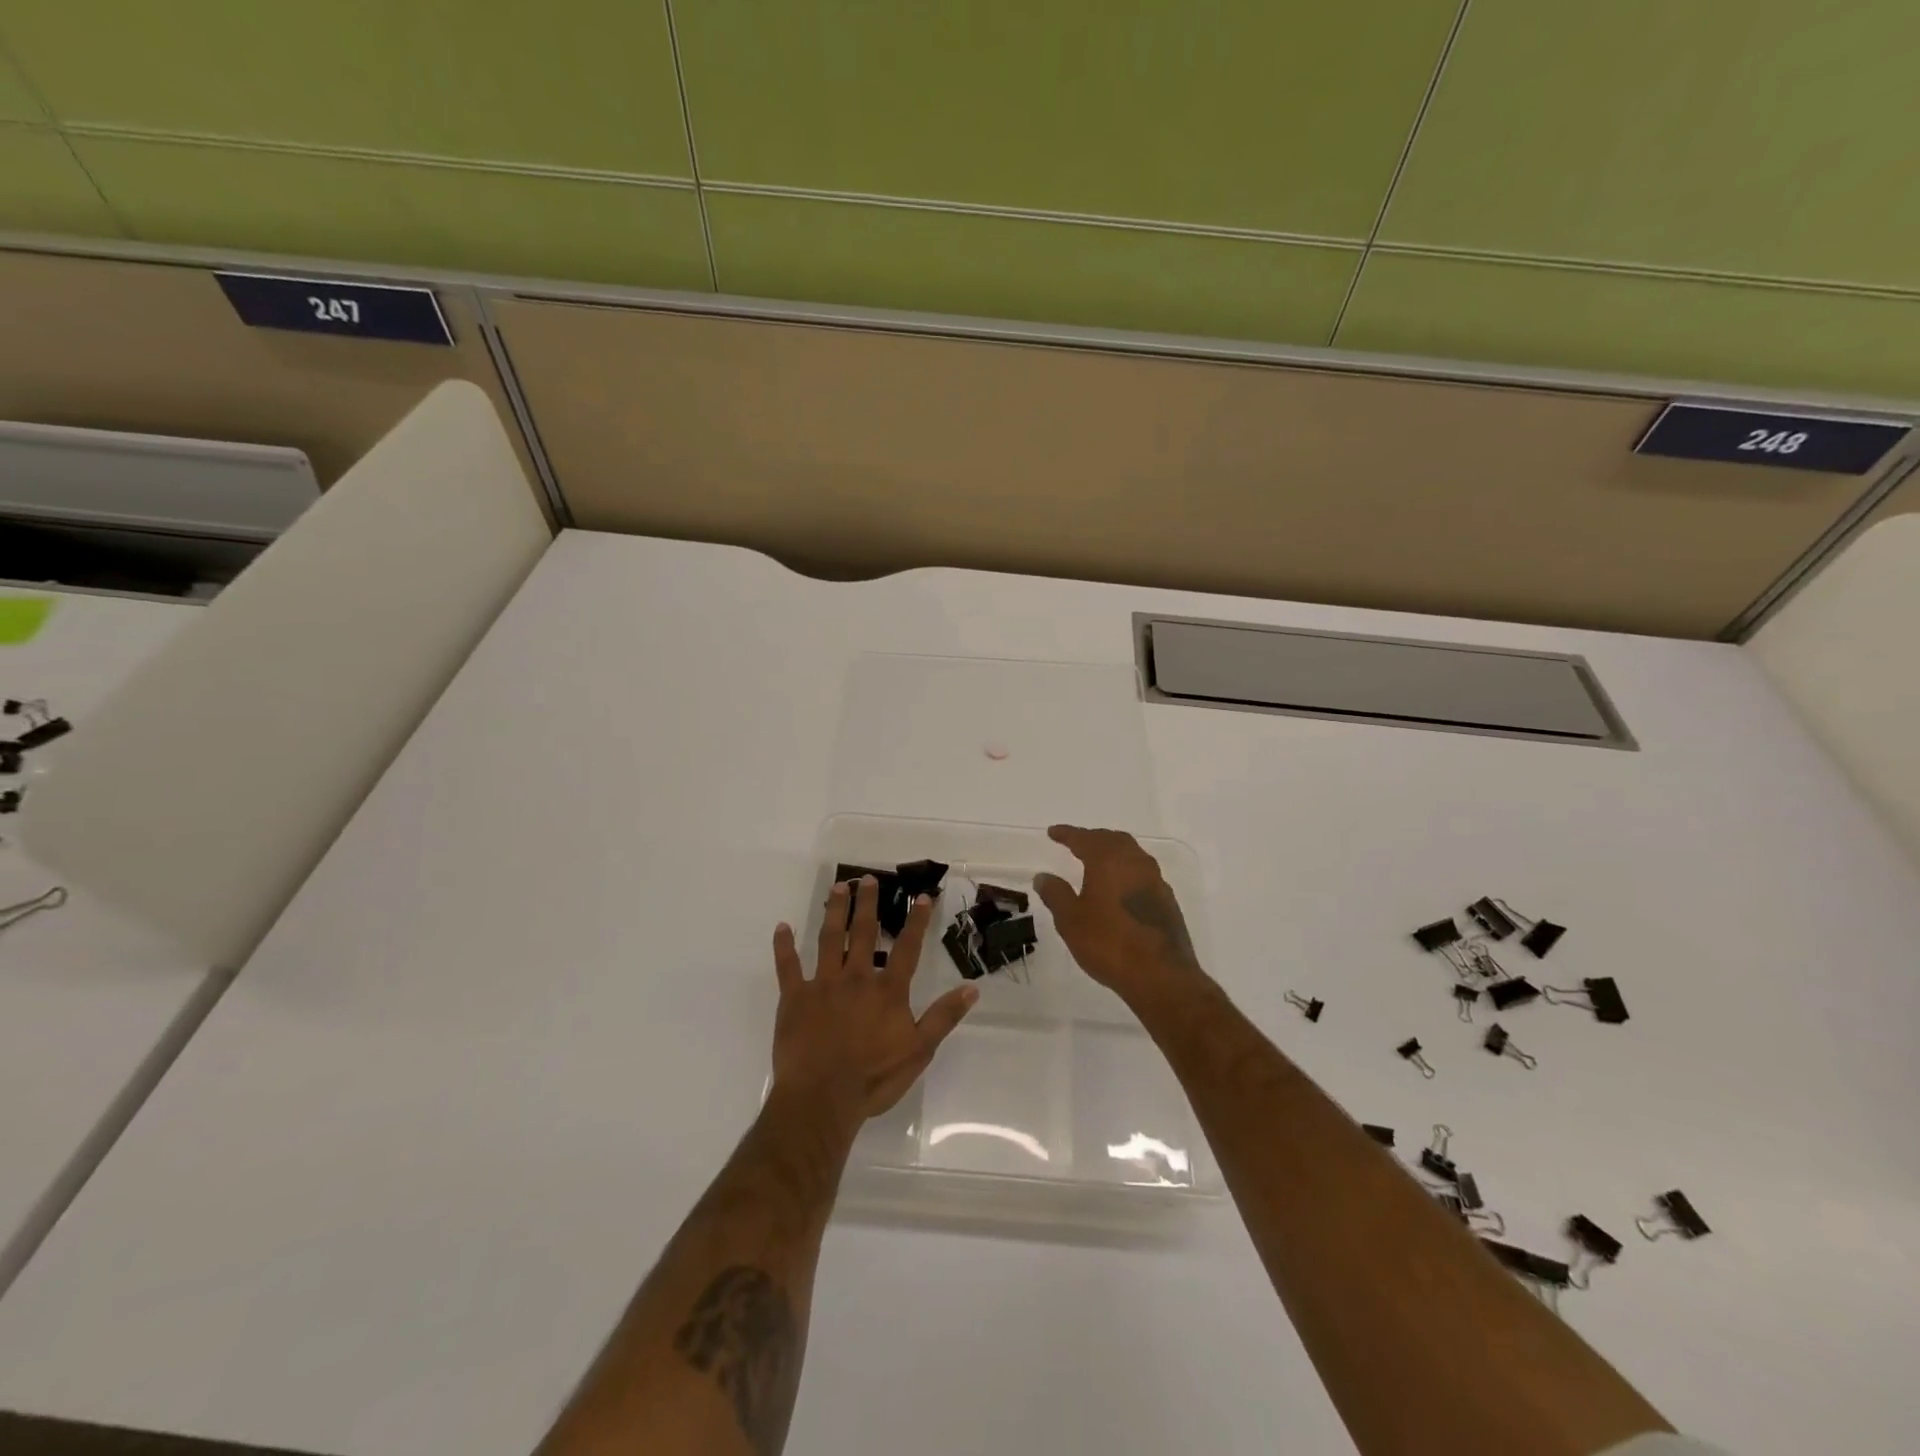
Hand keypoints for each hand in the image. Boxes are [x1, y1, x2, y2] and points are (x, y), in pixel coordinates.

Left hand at [771, 877, 976, 1123]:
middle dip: (868, 904)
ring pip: (829, 939)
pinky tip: (781, 927)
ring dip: (834, 911)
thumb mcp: (919, 1051)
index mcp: (887, 990)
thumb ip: (944, 1017)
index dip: (916, 921)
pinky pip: (787, 967)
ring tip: (838, 887)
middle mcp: (856, 977)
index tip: (921, 896)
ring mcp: (822, 985)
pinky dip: (784, 946)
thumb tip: (972, 988)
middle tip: (868, 879)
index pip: (907, 948)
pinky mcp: (794, 998)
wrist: (822, 1098)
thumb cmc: (873, 1078)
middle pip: (864, 933)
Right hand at [1034, 825, 1204, 1004]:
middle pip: (1112, 840)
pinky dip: (1126, 872)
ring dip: (1112, 853)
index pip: (1084, 838)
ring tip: (1097, 863)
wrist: (1161, 975)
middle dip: (1093, 839)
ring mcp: (1155, 881)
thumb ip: (1056, 894)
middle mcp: (1135, 862)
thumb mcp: (1071, 920)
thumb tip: (1043, 876)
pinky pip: (1142, 874)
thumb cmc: (1109, 943)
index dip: (1067, 834)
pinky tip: (1119, 888)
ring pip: (1131, 855)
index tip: (1053, 833)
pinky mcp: (1167, 901)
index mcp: (1109, 860)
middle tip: (1076, 844)